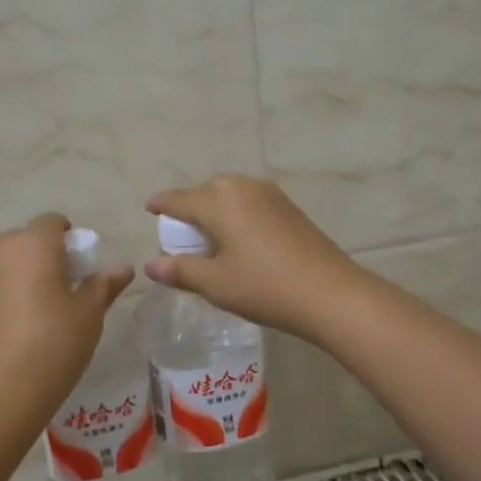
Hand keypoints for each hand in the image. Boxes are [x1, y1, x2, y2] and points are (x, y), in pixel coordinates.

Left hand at [0, 213, 134, 413]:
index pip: (51, 221)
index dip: (67, 238)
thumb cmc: (55, 343)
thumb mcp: (89, 314)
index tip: (78, 266)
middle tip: (57, 288)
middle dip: (40, 255)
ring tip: (31, 312)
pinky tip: (7, 332)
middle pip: (22, 240)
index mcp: (34, 245)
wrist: (1, 390)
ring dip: (15, 276)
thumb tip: (123, 267)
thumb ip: (105, 284)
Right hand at [144, 176, 368, 341]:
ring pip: (229, 198)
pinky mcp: (289, 207)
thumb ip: (180, 270)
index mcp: (217, 199)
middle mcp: (242, 186)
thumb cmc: (264, 286)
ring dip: (215, 215)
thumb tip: (151, 265)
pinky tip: (240, 243)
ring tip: (210, 243)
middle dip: (189, 212)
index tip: (150, 209)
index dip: (161, 205)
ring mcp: (269, 194)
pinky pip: (250, 205)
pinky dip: (237, 218)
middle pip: (204, 194)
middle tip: (181, 239)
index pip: (177, 199)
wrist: (331, 293)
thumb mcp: (215, 283)